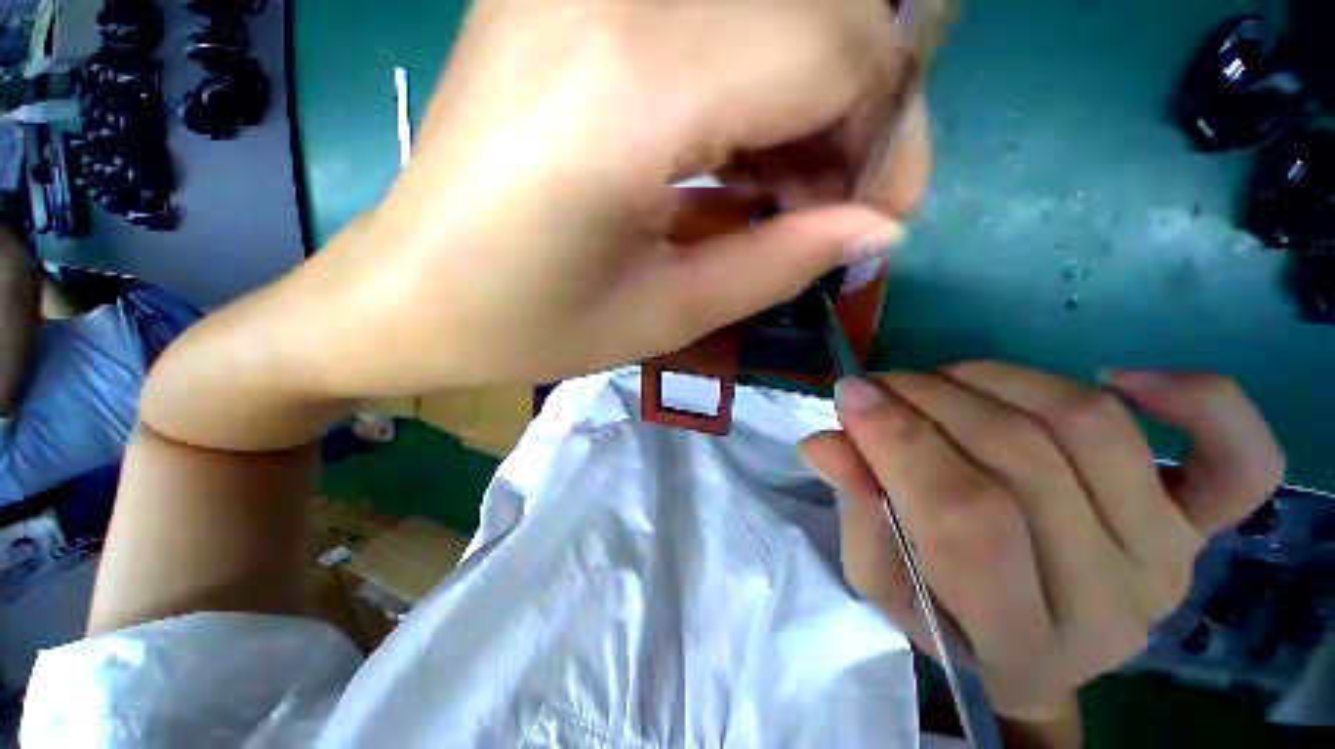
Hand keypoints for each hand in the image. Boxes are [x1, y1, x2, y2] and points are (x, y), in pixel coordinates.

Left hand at [286, 0, 930, 396]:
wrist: (406, 297)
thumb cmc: (527, 326)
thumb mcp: (664, 316)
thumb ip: (779, 262)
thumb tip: (876, 227)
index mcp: (633, 85)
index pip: (842, 46)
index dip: (887, 130)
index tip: (877, 213)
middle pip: (822, 6)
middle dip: (858, 110)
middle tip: (832, 207)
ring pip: (774, 5)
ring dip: (808, 101)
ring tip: (784, 196)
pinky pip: (715, 18)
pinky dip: (754, 86)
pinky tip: (734, 162)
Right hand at [800, 363, 1283, 721]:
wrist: (1034, 646)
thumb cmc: (946, 615)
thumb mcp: (883, 582)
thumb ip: (857, 512)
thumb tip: (826, 442)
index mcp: (1021, 641)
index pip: (967, 520)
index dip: (900, 442)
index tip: (852, 394)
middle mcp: (1113, 602)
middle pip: (1022, 460)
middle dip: (928, 400)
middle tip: (880, 385)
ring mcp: (1169, 556)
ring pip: (1087, 426)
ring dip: (992, 380)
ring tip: (939, 380)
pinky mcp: (1205, 524)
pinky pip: (1239, 454)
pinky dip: (1196, 398)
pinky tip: (1121, 377)